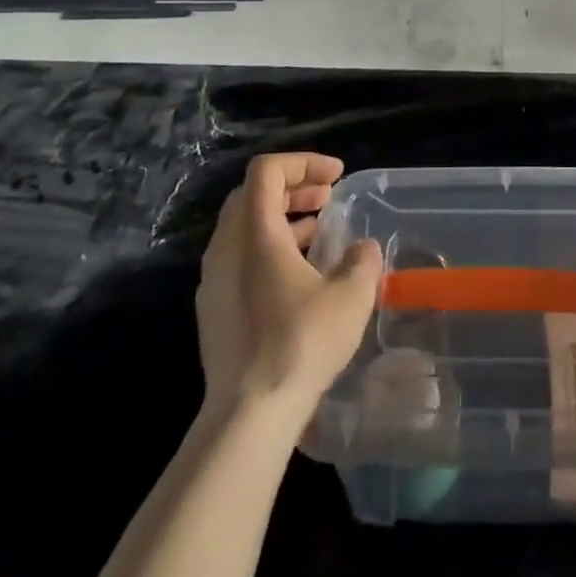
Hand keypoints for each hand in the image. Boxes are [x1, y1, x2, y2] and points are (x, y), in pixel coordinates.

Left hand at [196, 153, 382, 423]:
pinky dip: (269, 249)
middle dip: (293, 188)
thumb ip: (362, 261)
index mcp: (255, 233)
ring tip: (320, 233)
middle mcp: (226, 248)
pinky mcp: (212, 310)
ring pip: (244, 228)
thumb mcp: (350, 296)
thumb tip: (362, 250)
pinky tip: (299, 277)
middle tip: (328, 199)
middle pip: (252, 195)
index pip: (267, 171)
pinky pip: (239, 259)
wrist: (248, 414)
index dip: (303, 162)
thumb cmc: (301, 343)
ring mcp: (213, 280)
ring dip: (282, 219)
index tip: (337, 177)